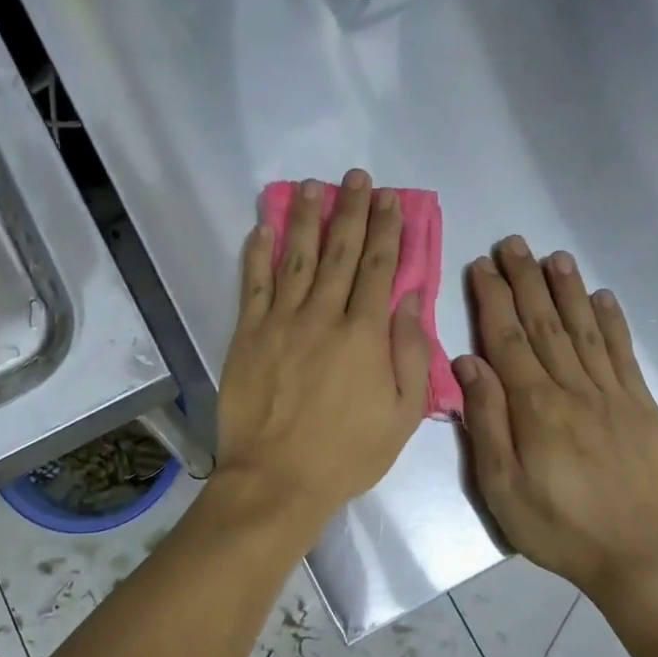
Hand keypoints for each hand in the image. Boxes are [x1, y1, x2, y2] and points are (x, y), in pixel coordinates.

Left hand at [214, 170, 428, 539]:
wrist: (277, 479)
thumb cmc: (346, 454)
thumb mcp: (401, 415)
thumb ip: (409, 354)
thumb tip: (409, 300)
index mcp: (364, 335)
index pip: (379, 269)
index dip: (386, 230)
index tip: (390, 199)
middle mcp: (323, 316)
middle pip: (340, 252)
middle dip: (351, 211)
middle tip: (355, 177)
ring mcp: (281, 322)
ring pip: (296, 258)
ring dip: (305, 219)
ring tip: (312, 186)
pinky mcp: (248, 335)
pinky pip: (253, 285)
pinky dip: (258, 253)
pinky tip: (263, 227)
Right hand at [456, 239, 657, 605]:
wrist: (639, 558)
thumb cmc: (557, 527)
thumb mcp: (501, 487)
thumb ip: (486, 421)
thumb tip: (467, 364)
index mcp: (535, 407)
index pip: (508, 339)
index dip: (494, 299)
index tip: (481, 265)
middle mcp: (574, 389)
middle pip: (545, 324)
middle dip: (526, 280)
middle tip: (512, 243)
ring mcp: (613, 395)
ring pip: (585, 330)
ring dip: (567, 290)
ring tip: (554, 256)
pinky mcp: (642, 408)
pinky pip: (624, 355)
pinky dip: (612, 322)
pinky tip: (602, 298)